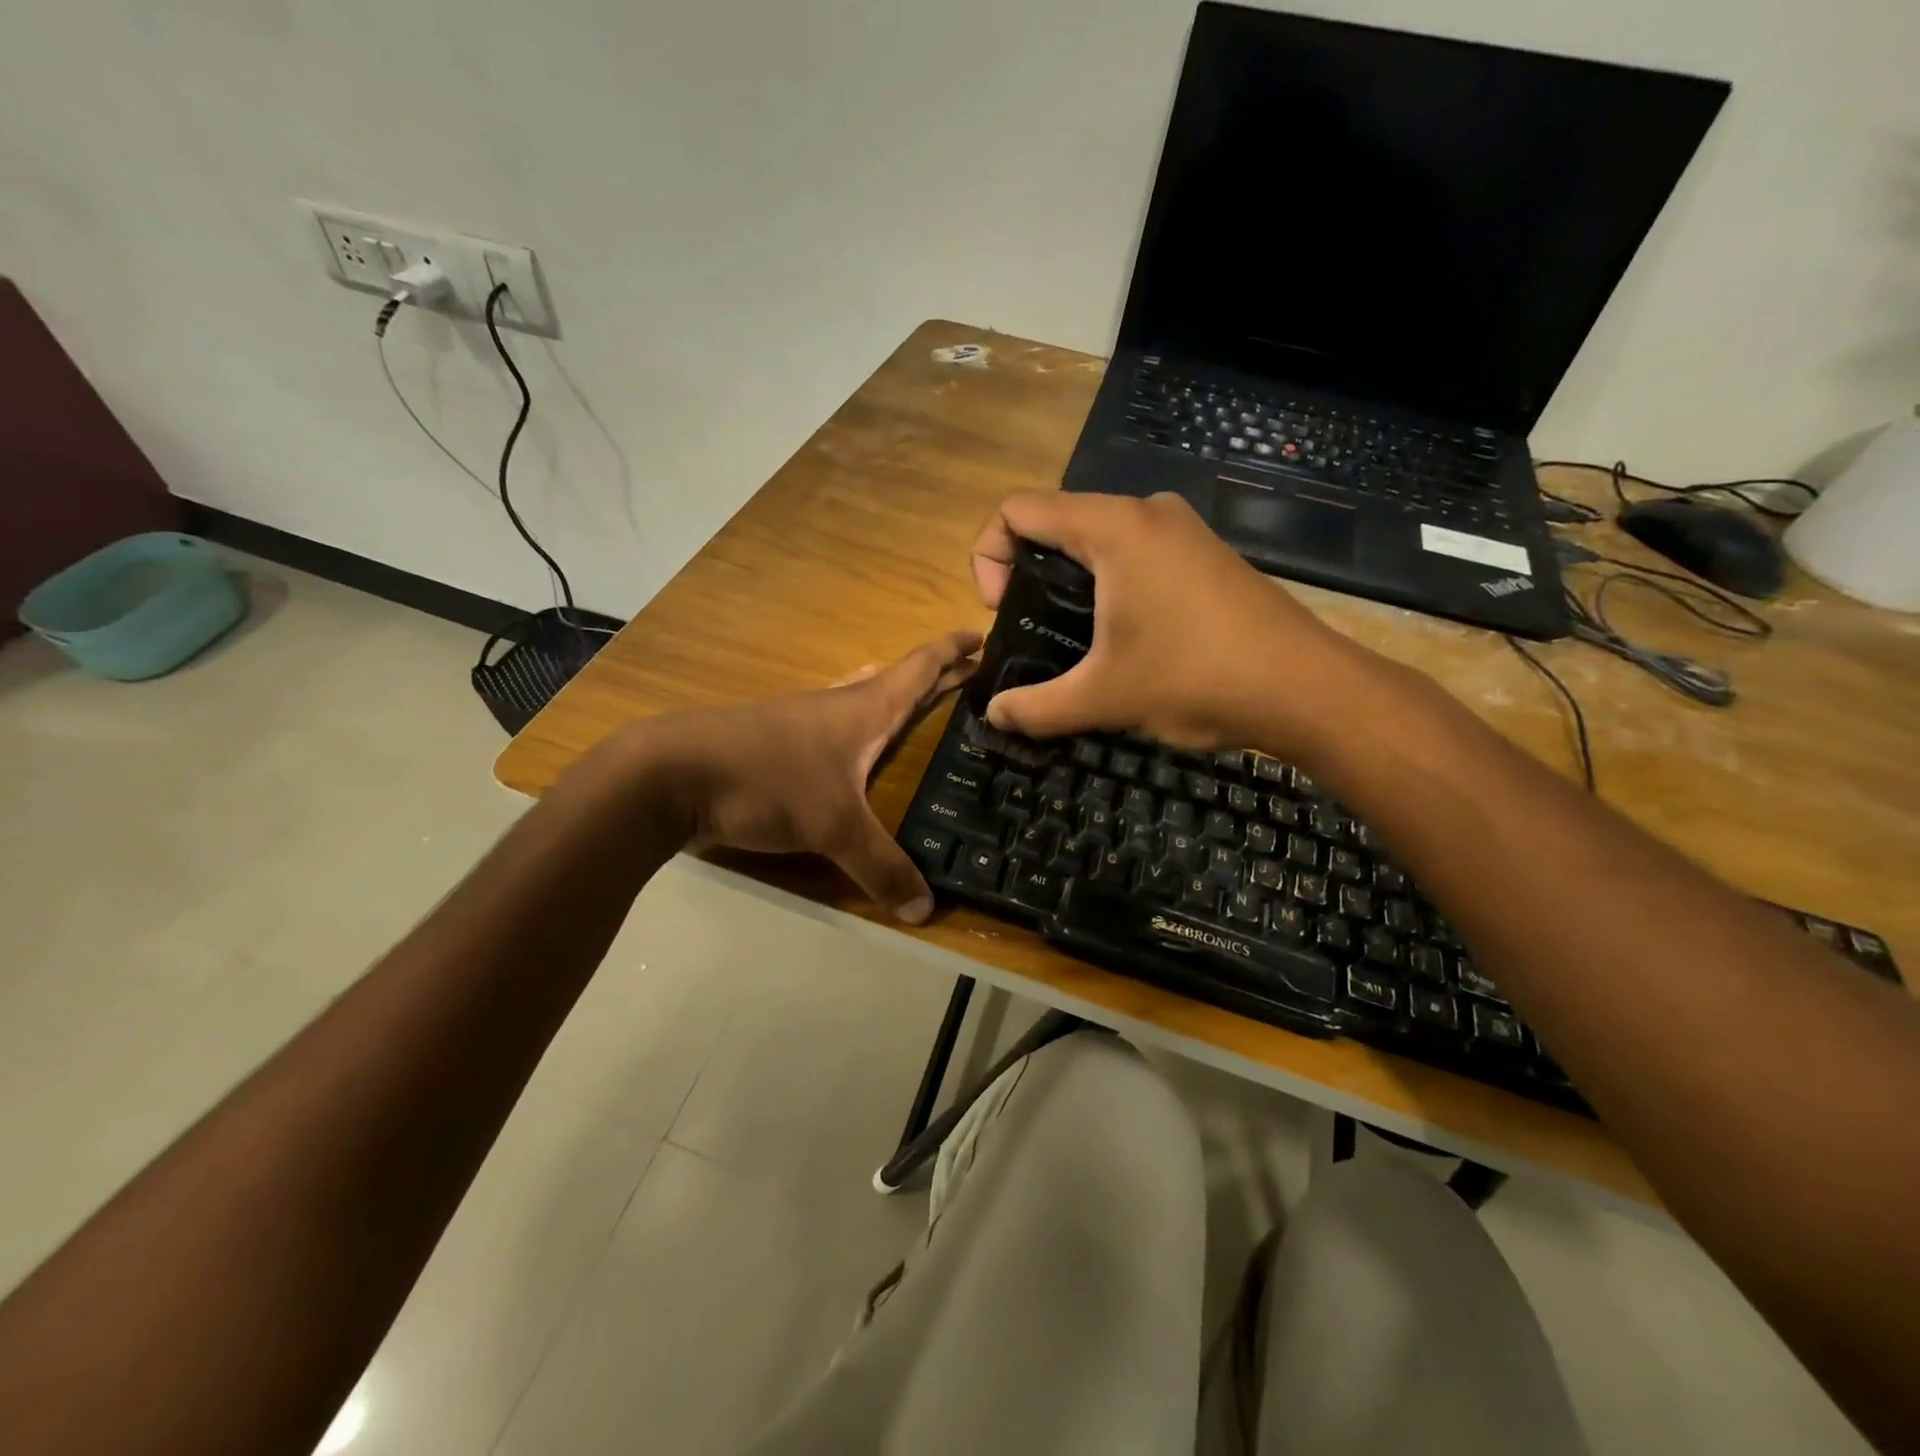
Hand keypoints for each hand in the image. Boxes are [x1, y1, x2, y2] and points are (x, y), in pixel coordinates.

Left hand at [634, 632, 980, 922]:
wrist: (672, 774)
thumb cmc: (767, 780)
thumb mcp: (833, 827)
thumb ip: (882, 867)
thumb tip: (926, 911)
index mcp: (865, 709)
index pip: (920, 667)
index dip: (953, 650)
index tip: (983, 635)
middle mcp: (838, 706)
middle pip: (896, 680)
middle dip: (934, 677)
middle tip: (969, 679)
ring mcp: (803, 722)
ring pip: (861, 700)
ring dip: (893, 698)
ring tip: (918, 707)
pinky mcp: (777, 744)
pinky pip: (834, 727)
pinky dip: (858, 728)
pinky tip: (852, 749)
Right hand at [969, 491, 1386, 755]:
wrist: (1306, 689)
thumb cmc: (1196, 679)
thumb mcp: (1104, 698)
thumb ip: (1037, 707)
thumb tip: (994, 716)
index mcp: (1114, 528)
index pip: (1019, 509)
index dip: (989, 556)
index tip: (1001, 611)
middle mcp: (1147, 512)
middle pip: (1057, 521)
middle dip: (1028, 573)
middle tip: (1033, 631)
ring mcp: (1182, 530)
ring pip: (1098, 539)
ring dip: (1070, 583)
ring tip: (1075, 642)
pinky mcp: (1205, 554)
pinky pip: (1135, 554)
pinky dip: (1110, 585)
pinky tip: (1125, 638)